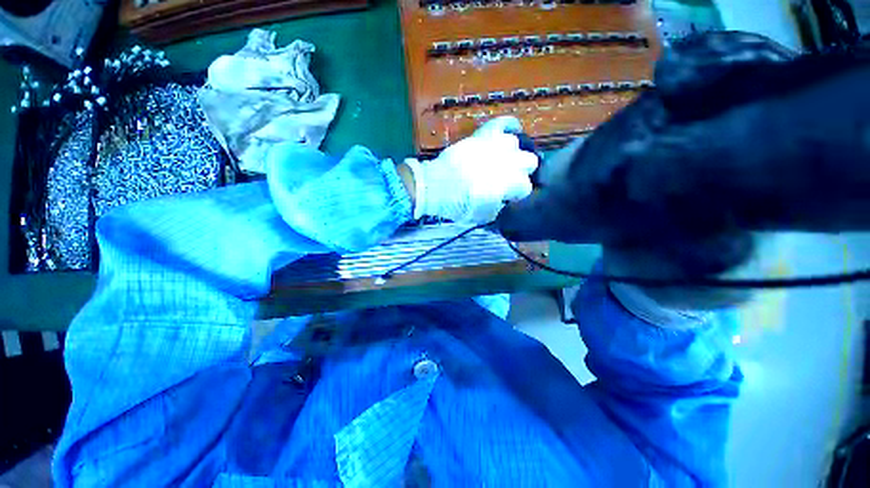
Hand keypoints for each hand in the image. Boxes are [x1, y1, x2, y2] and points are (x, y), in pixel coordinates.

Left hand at [401, 117, 537, 223]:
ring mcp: (497, 145)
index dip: (517, 194)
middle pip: (530, 162)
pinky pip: (503, 123)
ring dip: (511, 154)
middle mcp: (510, 162)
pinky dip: (509, 126)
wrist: (436, 186)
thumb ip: (498, 208)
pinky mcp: (483, 135)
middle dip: (521, 172)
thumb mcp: (482, 216)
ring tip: (502, 161)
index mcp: (512, 183)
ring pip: (517, 144)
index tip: (508, 197)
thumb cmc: (459, 204)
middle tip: (507, 179)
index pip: (526, 187)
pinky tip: (512, 131)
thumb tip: (502, 201)